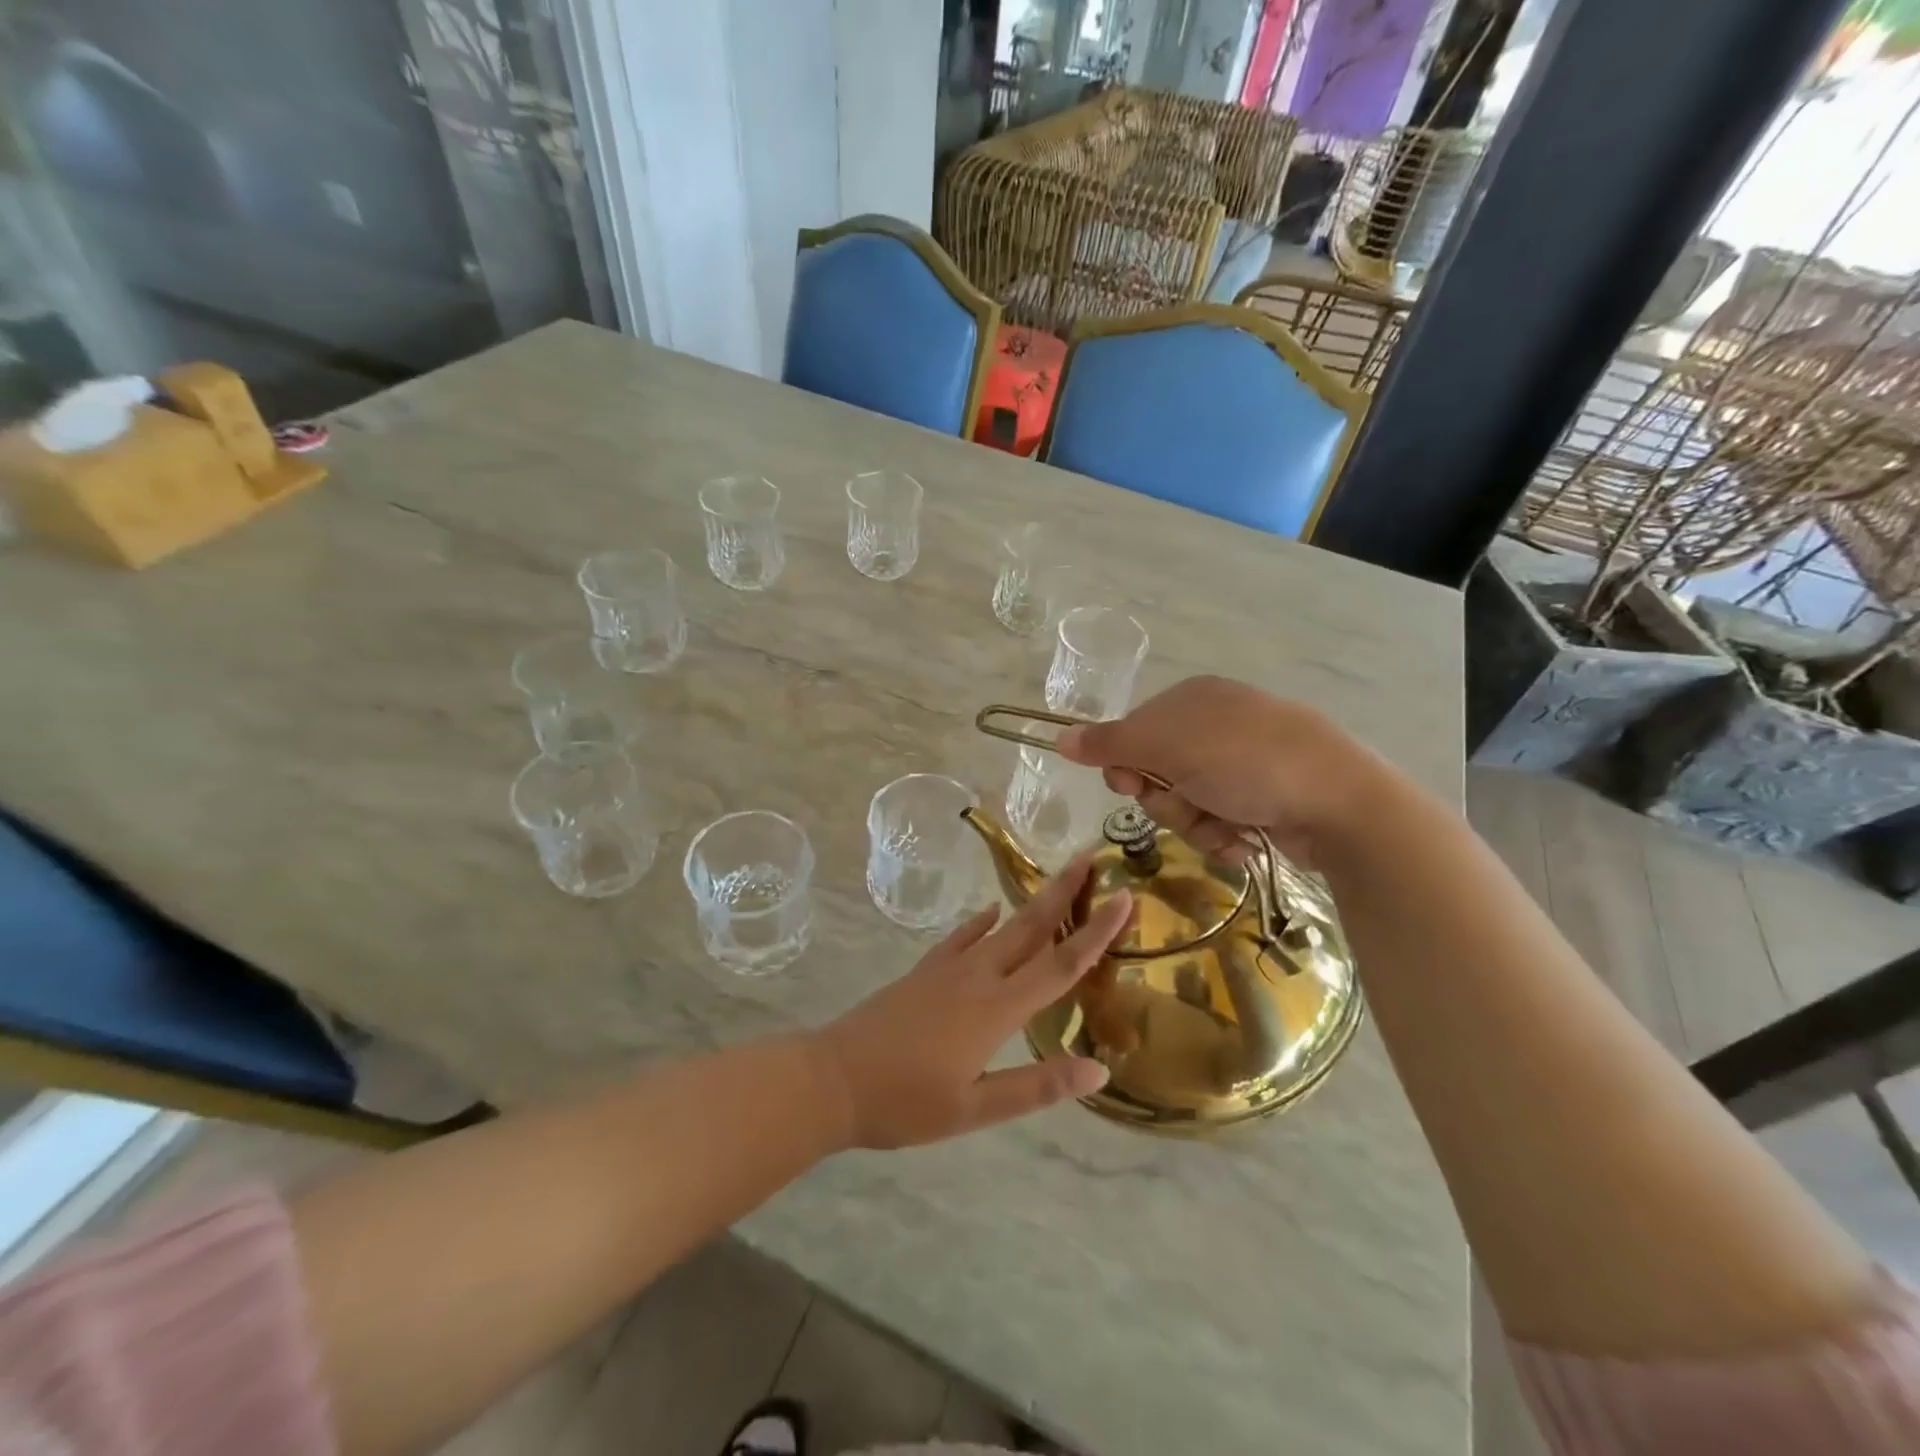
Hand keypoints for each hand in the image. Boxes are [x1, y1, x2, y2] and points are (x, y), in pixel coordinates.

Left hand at [813, 856, 1129, 1149]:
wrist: (832, 1078)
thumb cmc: (905, 1102)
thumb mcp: (974, 1109)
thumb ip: (1036, 1085)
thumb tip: (1098, 1068)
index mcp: (997, 1009)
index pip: (1060, 964)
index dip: (1096, 932)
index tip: (1124, 897)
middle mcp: (978, 977)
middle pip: (1031, 927)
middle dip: (1064, 892)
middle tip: (1090, 857)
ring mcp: (947, 968)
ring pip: (1001, 927)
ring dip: (1032, 902)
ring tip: (1056, 880)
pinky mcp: (924, 971)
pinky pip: (962, 937)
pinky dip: (982, 922)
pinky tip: (992, 912)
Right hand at [1056, 675, 1382, 866]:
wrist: (1340, 801)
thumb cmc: (1245, 761)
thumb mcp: (1168, 747)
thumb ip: (1110, 744)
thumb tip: (1060, 738)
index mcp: (1193, 700)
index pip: (1133, 732)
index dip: (1126, 764)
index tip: (1130, 785)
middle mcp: (1216, 727)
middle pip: (1158, 772)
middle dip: (1166, 799)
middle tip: (1186, 803)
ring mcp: (1243, 763)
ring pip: (1186, 803)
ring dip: (1196, 823)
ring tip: (1226, 826)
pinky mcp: (1265, 798)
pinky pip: (1219, 821)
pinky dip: (1224, 835)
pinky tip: (1244, 839)